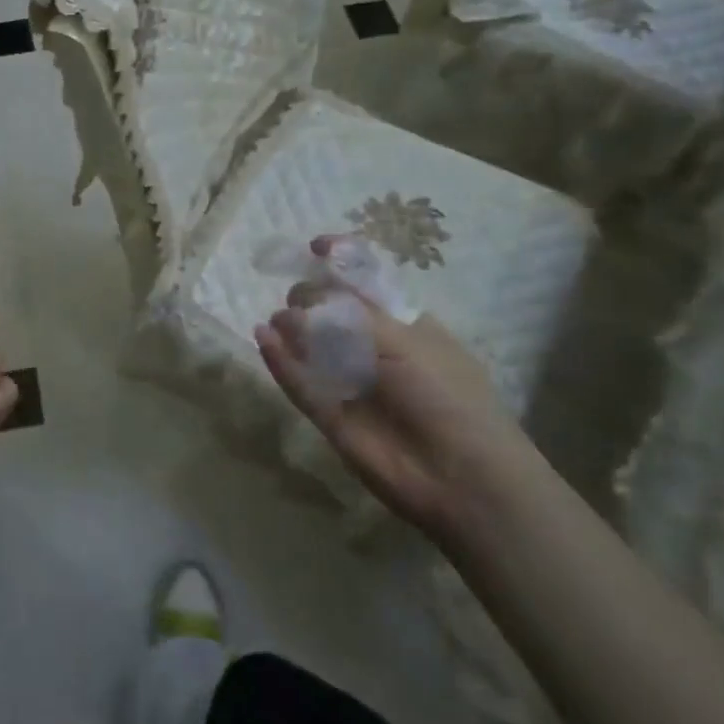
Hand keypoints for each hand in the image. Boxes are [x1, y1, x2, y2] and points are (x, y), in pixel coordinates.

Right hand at [253, 235, 532, 534]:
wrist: (461, 476)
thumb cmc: (446, 395)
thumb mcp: (405, 340)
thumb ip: (351, 315)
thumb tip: (300, 305)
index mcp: (404, 326)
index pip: (366, 285)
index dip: (341, 262)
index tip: (315, 246)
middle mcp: (375, 350)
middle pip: (330, 312)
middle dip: (310, 297)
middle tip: (297, 299)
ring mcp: (350, 383)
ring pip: (311, 346)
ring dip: (290, 328)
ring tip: (277, 322)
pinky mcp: (330, 415)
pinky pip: (299, 383)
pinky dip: (279, 361)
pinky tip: (262, 339)